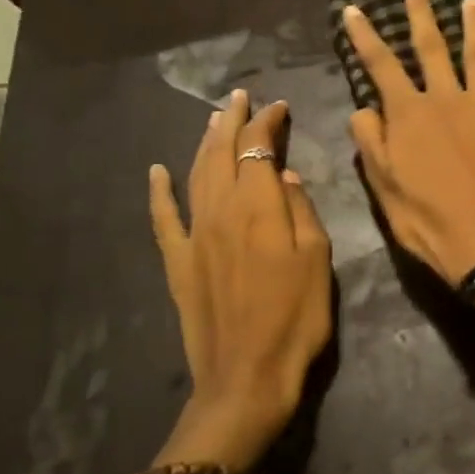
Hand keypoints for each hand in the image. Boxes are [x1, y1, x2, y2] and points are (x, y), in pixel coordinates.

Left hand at [149, 90, 332, 466]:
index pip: (259, 148)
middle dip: (232, 120)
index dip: (267, 123)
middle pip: (222, 152)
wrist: (246, 376)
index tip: (278, 106)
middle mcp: (220, 210)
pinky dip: (158, 191)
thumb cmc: (295, 319)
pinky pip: (163, 218)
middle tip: (239, 97)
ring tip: (212, 120)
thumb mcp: (318, 261)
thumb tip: (286, 176)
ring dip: (203, 142)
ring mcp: (194, 235)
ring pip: (195, 174)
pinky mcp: (177, 261)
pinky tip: (156, 171)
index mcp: (259, 207)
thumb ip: (302, 212)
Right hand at [343, 0, 474, 284]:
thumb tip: (364, 109)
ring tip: (473, 1)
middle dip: (421, 15)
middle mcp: (448, 98)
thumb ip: (371, 142)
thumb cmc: (429, 221)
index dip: (365, 36)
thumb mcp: (384, 188)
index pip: (381, 65)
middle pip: (432, 47)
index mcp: (410, 114)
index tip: (354, 10)